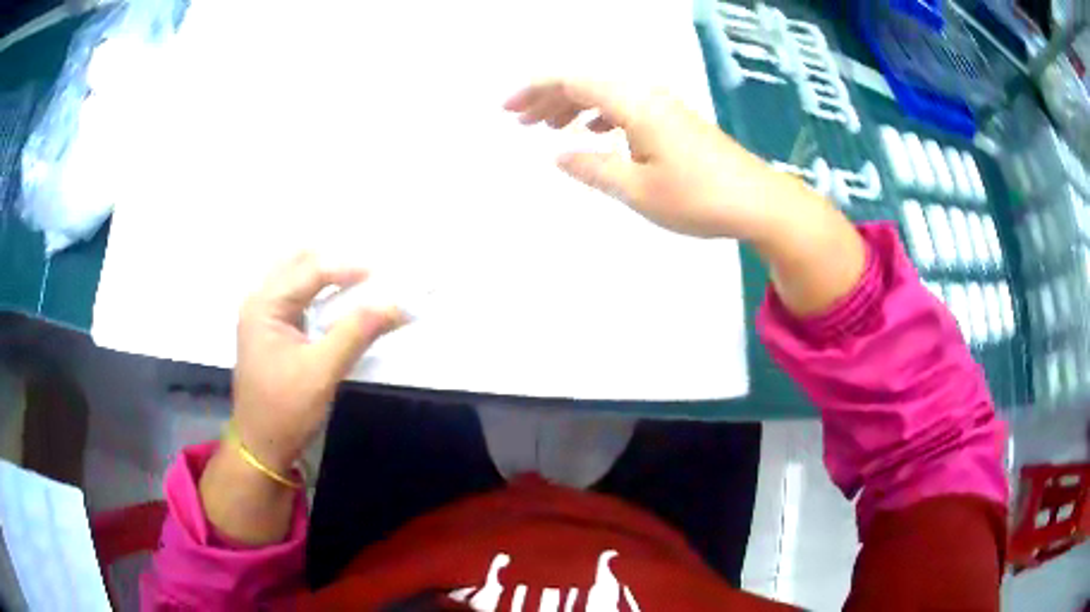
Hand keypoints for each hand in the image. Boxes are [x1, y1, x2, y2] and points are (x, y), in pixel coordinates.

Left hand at [232, 252, 403, 472]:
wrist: (261, 447)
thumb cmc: (286, 410)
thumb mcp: (322, 372)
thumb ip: (357, 332)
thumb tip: (395, 305)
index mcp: (265, 305)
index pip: (310, 271)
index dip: (348, 268)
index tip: (383, 274)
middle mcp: (259, 301)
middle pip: (299, 263)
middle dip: (334, 261)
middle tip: (369, 270)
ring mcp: (262, 315)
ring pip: (296, 276)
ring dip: (326, 274)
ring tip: (359, 280)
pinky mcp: (270, 330)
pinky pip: (296, 296)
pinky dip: (318, 291)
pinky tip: (337, 299)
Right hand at [503, 80, 780, 238]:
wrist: (758, 202)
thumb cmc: (698, 197)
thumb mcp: (637, 189)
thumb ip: (593, 168)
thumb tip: (559, 155)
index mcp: (634, 103)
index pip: (573, 81)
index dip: (535, 90)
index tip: (508, 110)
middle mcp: (647, 94)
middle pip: (587, 82)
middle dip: (548, 97)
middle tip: (520, 120)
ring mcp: (664, 106)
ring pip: (607, 93)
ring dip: (574, 105)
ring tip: (548, 127)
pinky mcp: (675, 120)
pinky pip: (626, 106)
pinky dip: (601, 114)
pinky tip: (595, 132)